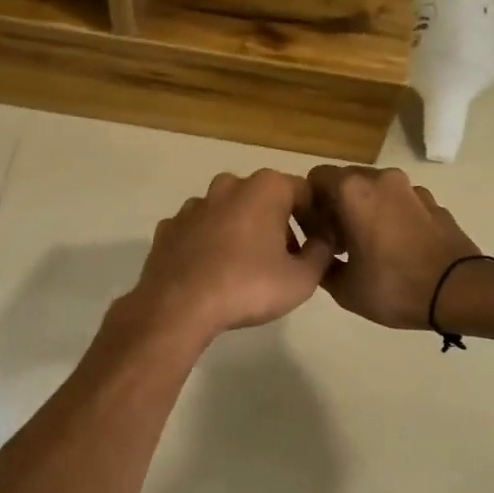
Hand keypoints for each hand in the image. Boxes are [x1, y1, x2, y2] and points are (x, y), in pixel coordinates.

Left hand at [122, 170, 335, 344]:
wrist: (178, 306)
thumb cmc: (249, 287)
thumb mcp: (303, 279)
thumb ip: (322, 253)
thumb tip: (323, 240)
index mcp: (267, 188)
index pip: (305, 192)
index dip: (316, 218)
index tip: (319, 246)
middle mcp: (229, 185)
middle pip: (265, 199)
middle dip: (278, 223)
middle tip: (286, 259)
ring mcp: (194, 205)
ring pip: (229, 212)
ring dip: (243, 231)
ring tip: (248, 268)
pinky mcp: (170, 227)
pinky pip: (200, 230)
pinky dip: (211, 244)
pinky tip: (214, 271)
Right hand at [306, 166, 481, 328]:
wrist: (460, 291)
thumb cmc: (395, 287)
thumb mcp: (345, 289)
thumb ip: (321, 266)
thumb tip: (318, 256)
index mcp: (353, 191)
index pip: (316, 179)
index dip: (309, 205)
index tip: (315, 234)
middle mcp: (382, 179)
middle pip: (347, 182)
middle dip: (337, 207)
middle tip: (338, 243)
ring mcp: (413, 189)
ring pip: (376, 192)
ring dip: (366, 211)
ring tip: (370, 248)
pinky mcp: (435, 203)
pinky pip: (401, 204)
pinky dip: (392, 218)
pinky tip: (398, 250)